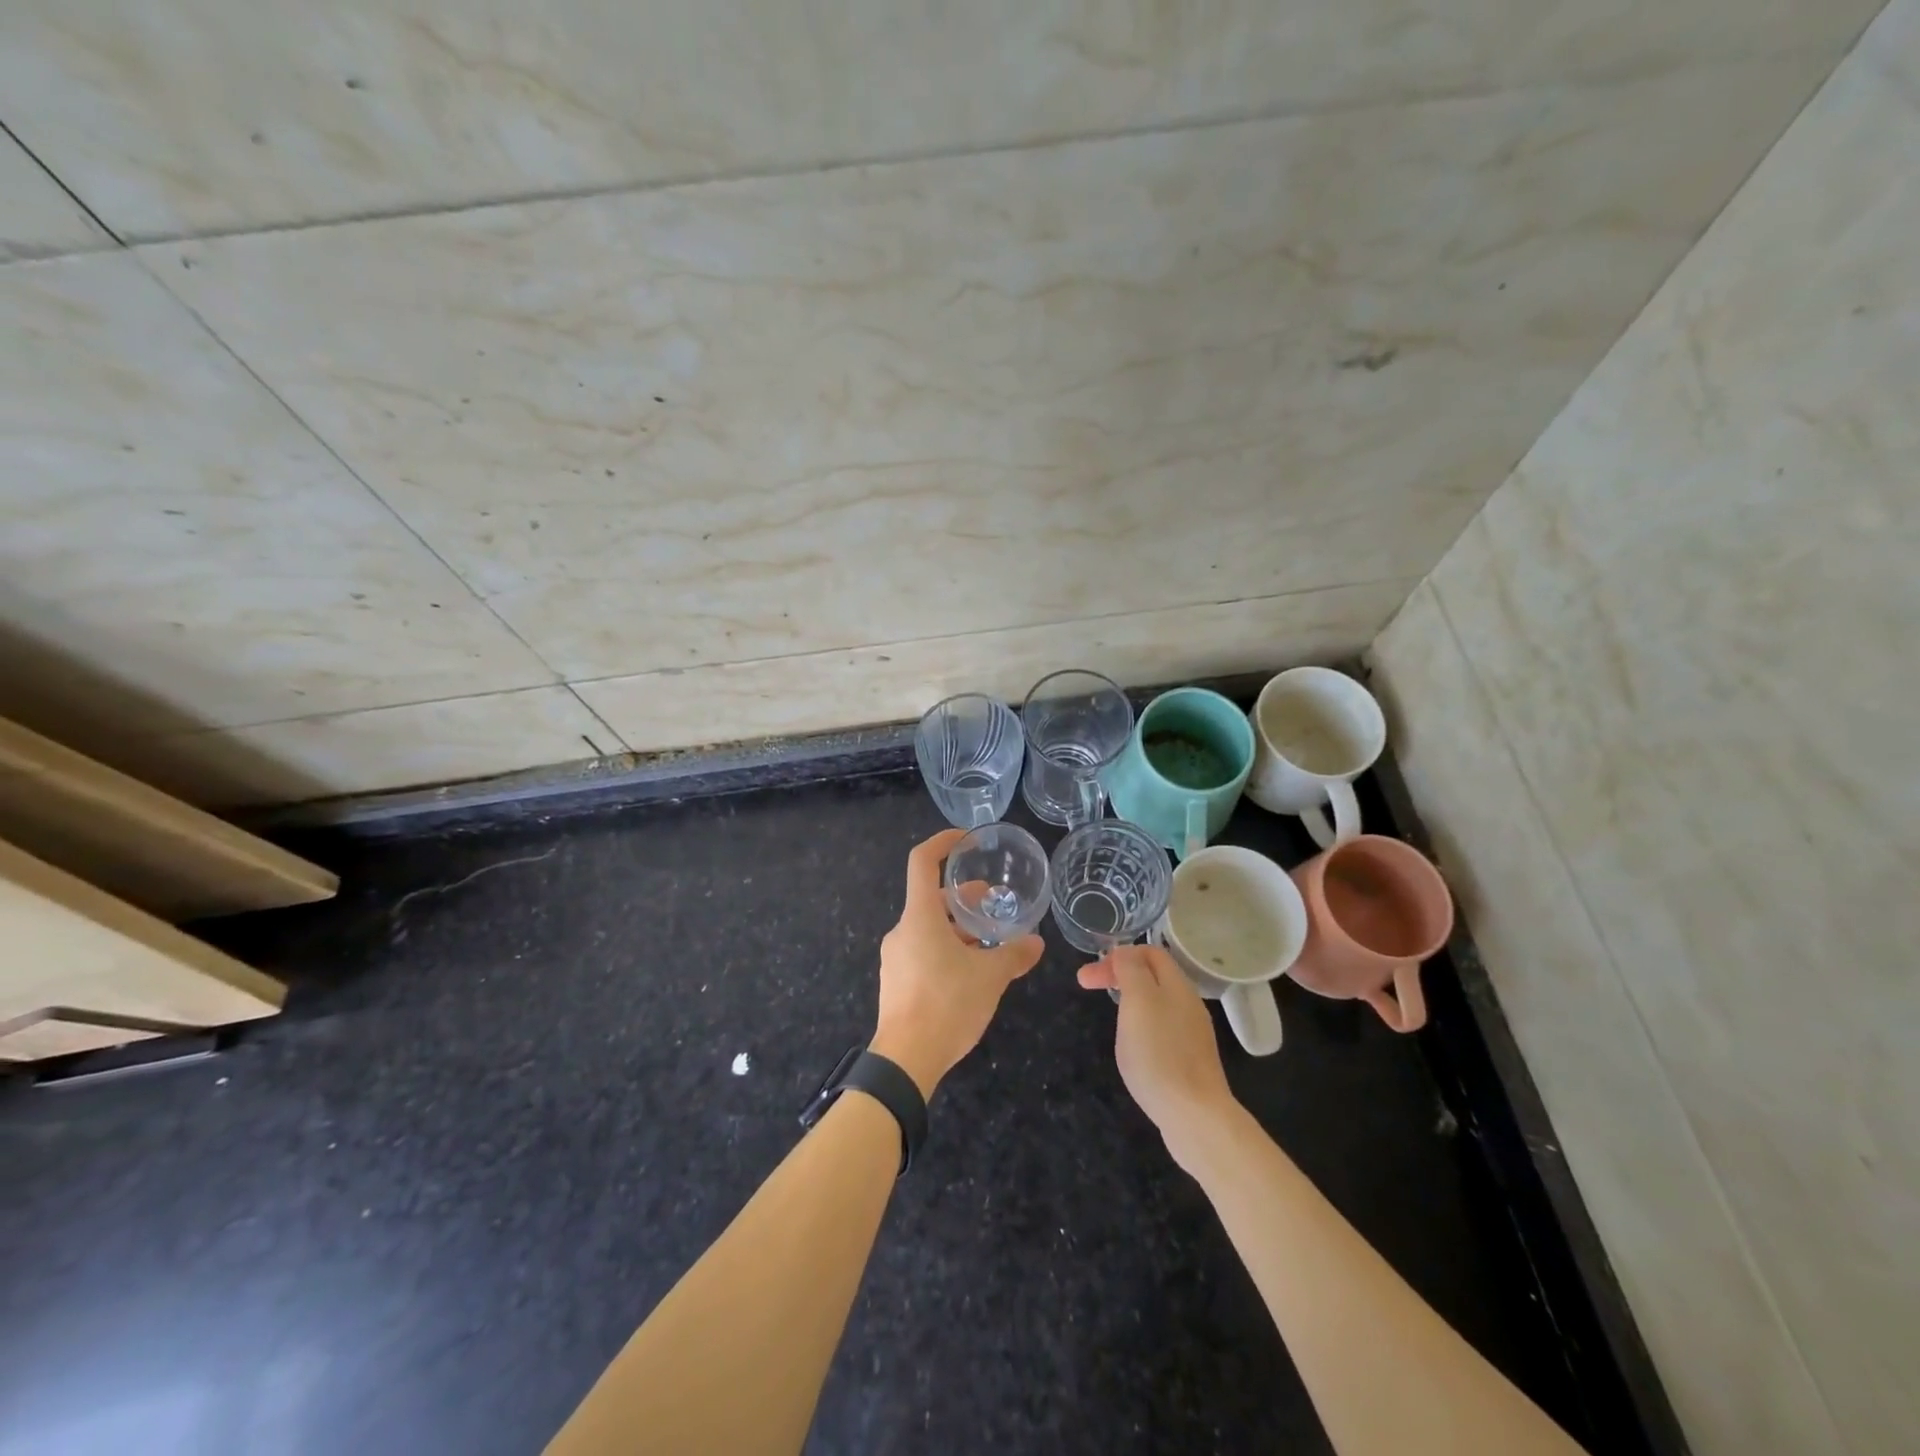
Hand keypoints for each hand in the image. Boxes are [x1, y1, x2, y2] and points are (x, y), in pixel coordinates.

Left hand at [871, 829, 1043, 1099]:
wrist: (905, 1060)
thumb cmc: (947, 1004)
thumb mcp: (989, 978)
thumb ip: (1014, 956)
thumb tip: (1036, 944)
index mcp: (920, 917)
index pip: (922, 862)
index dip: (942, 843)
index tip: (965, 840)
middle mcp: (902, 930)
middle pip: (931, 899)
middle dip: (964, 898)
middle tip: (994, 905)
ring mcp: (895, 957)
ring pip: (928, 928)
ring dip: (958, 928)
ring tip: (989, 943)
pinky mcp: (895, 981)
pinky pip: (922, 952)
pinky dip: (946, 950)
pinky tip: (970, 973)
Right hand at [1077, 944, 1237, 1166]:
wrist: (1195, 1117)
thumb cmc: (1160, 1054)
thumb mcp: (1139, 1001)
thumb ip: (1132, 970)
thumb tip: (1125, 952)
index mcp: (1178, 985)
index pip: (1150, 952)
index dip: (1118, 955)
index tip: (1091, 973)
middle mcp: (1189, 1005)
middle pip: (1153, 976)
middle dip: (1119, 975)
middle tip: (1086, 986)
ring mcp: (1192, 1035)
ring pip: (1157, 1003)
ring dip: (1129, 1000)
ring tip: (1109, 1015)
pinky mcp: (1190, 1062)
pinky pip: (1162, 1030)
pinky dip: (1141, 1026)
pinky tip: (1133, 1046)